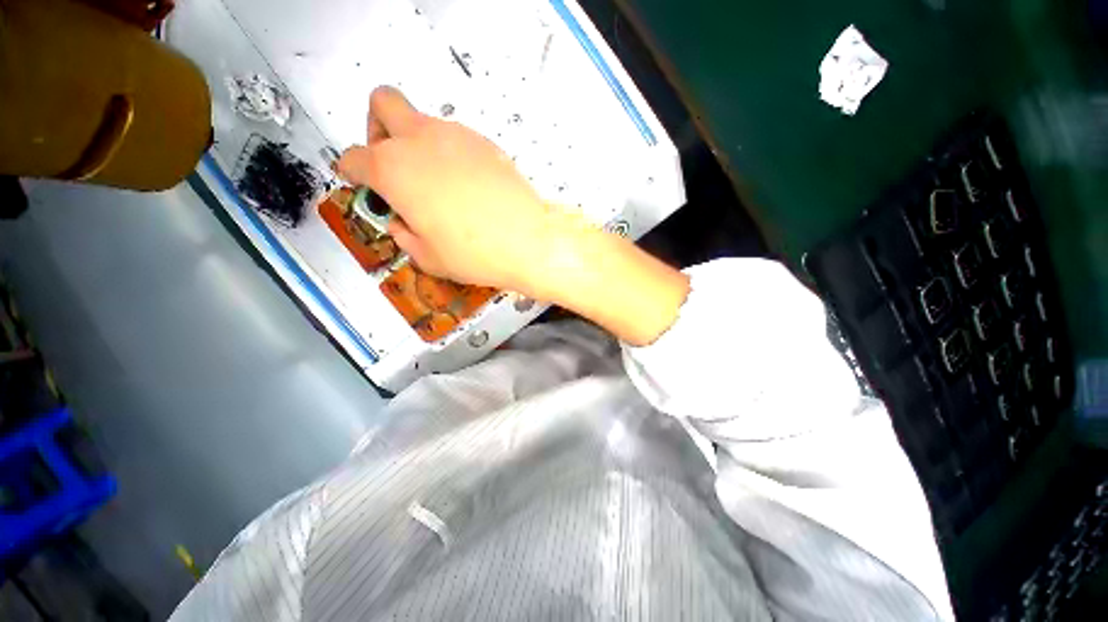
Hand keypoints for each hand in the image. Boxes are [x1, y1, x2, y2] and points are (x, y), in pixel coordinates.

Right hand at [337, 86, 566, 296]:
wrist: (528, 242)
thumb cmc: (476, 253)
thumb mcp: (428, 257)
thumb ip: (405, 235)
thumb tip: (402, 224)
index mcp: (394, 170)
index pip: (353, 157)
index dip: (350, 170)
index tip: (356, 178)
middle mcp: (421, 141)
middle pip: (382, 103)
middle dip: (377, 128)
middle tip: (389, 160)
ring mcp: (457, 136)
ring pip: (424, 121)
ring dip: (419, 144)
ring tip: (437, 184)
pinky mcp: (486, 143)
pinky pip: (457, 138)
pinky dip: (451, 154)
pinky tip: (466, 186)